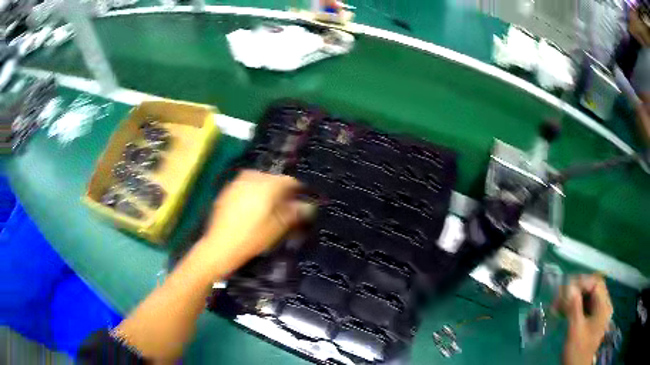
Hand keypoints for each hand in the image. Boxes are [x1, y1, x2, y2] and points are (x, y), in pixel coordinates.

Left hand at [196, 170, 305, 275]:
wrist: (220, 246)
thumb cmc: (252, 238)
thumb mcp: (278, 227)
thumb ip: (294, 213)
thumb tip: (308, 205)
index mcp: (268, 185)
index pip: (290, 181)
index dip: (299, 191)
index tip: (302, 202)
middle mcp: (253, 178)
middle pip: (273, 179)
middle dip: (281, 190)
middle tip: (286, 206)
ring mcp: (238, 182)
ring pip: (259, 180)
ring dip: (267, 190)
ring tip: (269, 206)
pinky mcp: (227, 190)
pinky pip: (246, 185)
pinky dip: (253, 192)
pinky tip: (252, 207)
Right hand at [560, 274, 613, 364]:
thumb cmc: (577, 351)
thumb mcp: (575, 330)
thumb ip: (574, 307)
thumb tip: (568, 286)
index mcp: (604, 306)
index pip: (596, 283)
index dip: (581, 282)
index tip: (565, 288)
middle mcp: (604, 306)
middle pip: (593, 288)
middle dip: (577, 289)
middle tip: (560, 295)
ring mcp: (600, 313)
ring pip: (589, 297)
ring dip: (574, 298)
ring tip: (558, 304)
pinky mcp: (593, 320)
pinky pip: (586, 306)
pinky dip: (576, 306)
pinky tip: (564, 310)